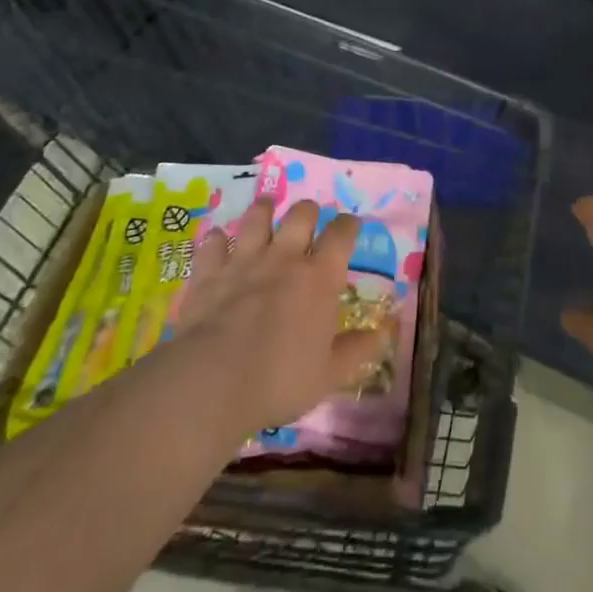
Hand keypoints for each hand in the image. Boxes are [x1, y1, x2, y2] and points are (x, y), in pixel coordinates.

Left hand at [162, 199, 385, 434]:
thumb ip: (357, 350)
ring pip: (256, 218)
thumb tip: (383, 333)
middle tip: (309, 218)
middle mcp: (285, 258)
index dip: (348, 225)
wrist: (212, 383)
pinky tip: (218, 240)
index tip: (351, 225)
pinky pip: (213, 243)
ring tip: (266, 208)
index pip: (342, 234)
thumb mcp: (329, 374)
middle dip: (308, 211)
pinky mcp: (209, 273)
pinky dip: (217, 240)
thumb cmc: (280, 380)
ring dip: (263, 210)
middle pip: (301, 215)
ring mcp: (244, 261)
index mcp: (320, 277)